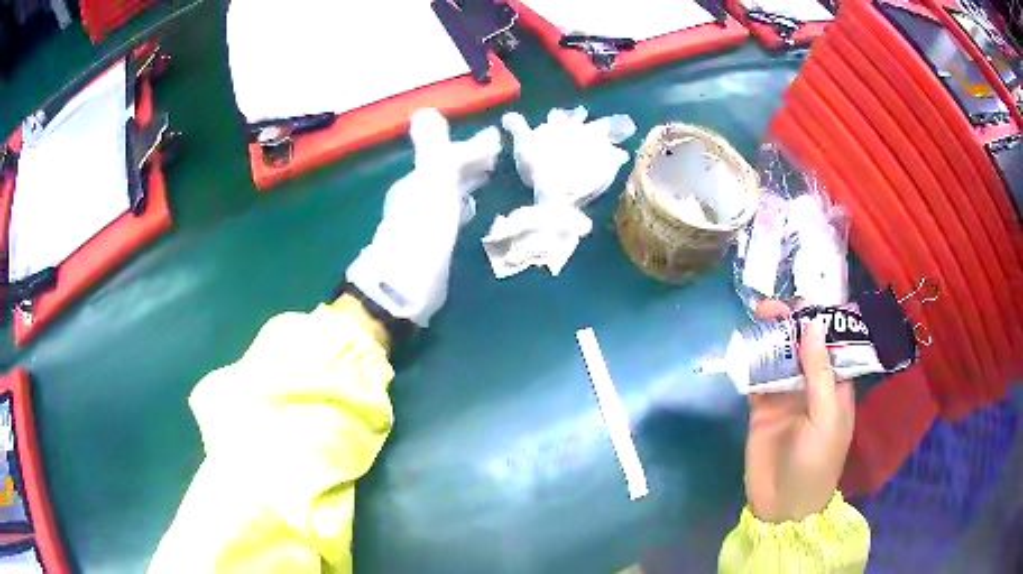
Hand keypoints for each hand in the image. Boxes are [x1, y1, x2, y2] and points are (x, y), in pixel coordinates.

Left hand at [346, 109, 500, 326]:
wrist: (403, 289)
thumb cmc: (421, 234)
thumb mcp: (431, 187)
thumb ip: (432, 151)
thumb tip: (426, 110)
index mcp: (418, 182)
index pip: (447, 156)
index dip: (472, 148)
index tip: (497, 140)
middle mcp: (417, 198)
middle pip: (446, 173)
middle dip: (471, 162)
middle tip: (499, 155)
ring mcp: (422, 223)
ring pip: (448, 192)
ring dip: (467, 182)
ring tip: (490, 176)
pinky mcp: (430, 246)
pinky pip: (449, 214)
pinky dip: (462, 205)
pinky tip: (470, 211)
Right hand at [744, 301, 855, 521]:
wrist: (783, 505)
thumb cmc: (816, 462)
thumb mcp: (826, 417)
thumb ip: (819, 373)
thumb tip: (813, 325)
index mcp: (834, 386)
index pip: (830, 345)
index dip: (818, 321)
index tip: (802, 301)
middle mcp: (811, 386)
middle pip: (802, 346)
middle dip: (790, 325)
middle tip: (771, 308)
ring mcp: (786, 396)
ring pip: (779, 358)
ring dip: (770, 338)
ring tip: (757, 317)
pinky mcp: (762, 409)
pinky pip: (758, 378)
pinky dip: (752, 361)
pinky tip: (744, 346)